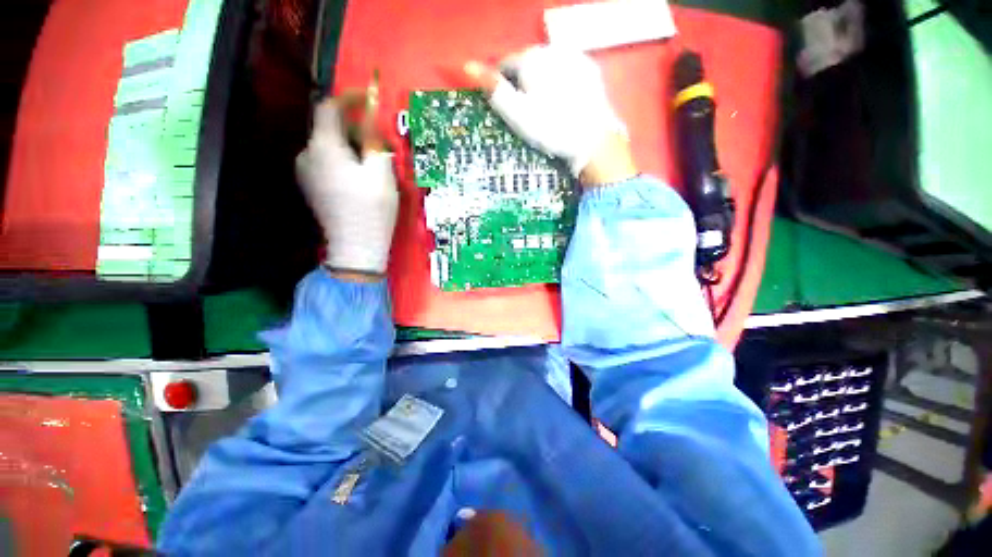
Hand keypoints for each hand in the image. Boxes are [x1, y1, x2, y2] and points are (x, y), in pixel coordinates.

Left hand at [296, 90, 398, 277]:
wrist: (356, 248)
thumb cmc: (372, 210)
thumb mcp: (381, 173)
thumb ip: (374, 142)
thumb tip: (370, 121)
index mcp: (324, 148)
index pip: (329, 108)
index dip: (348, 98)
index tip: (367, 98)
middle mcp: (307, 155)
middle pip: (329, 129)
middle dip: (355, 130)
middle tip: (380, 143)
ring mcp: (306, 173)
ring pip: (328, 147)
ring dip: (350, 147)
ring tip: (373, 163)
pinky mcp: (311, 187)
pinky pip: (326, 163)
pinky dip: (343, 161)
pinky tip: (359, 178)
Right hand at [463, 46, 636, 185]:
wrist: (592, 139)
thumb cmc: (550, 128)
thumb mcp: (516, 113)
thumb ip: (493, 88)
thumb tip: (467, 65)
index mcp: (531, 58)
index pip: (505, 66)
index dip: (504, 88)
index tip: (510, 110)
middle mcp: (552, 49)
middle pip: (528, 65)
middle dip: (524, 84)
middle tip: (530, 114)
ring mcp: (574, 57)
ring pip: (547, 68)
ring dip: (542, 83)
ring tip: (548, 111)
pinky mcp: (590, 69)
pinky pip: (566, 72)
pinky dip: (561, 84)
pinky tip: (565, 104)